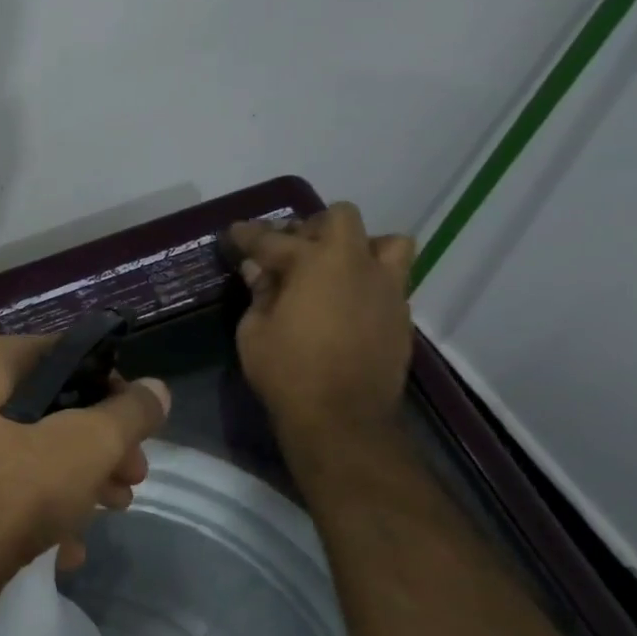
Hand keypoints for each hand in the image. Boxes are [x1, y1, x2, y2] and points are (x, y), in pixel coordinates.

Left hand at [0, 335, 170, 629]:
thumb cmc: (6, 497)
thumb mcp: (82, 448)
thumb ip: (125, 416)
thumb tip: (157, 391)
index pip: (45, 349)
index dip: (93, 368)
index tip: (128, 402)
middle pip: (45, 409)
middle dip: (98, 439)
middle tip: (135, 468)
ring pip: (31, 456)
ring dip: (80, 478)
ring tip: (118, 505)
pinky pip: (10, 496)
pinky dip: (45, 514)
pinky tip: (71, 549)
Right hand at [228, 204, 415, 466]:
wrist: (342, 417)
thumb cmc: (287, 372)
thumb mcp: (255, 331)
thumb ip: (260, 292)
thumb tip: (258, 268)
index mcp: (316, 263)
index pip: (274, 239)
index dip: (250, 235)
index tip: (235, 233)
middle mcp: (357, 263)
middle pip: (340, 218)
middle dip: (312, 227)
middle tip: (291, 249)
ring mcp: (387, 287)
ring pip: (386, 242)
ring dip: (359, 247)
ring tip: (336, 269)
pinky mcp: (401, 314)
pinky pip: (391, 280)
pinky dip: (368, 281)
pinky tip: (347, 303)